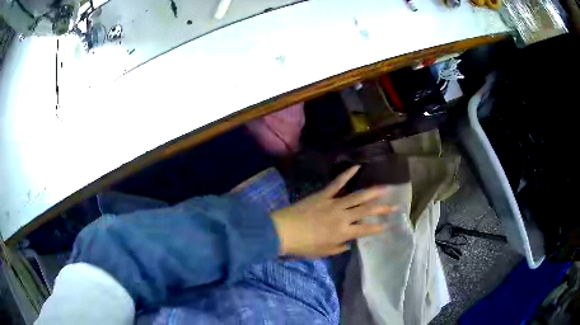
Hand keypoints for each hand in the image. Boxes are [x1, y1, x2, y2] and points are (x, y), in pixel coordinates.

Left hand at [271, 165, 396, 256]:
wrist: (282, 231)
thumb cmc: (301, 246)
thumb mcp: (322, 252)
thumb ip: (337, 248)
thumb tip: (348, 244)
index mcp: (342, 233)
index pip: (366, 229)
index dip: (378, 228)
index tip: (388, 225)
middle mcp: (342, 217)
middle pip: (367, 211)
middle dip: (383, 208)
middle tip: (396, 205)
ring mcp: (334, 203)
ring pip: (357, 196)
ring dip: (372, 191)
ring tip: (385, 187)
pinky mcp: (323, 195)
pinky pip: (337, 183)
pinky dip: (347, 174)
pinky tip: (357, 166)